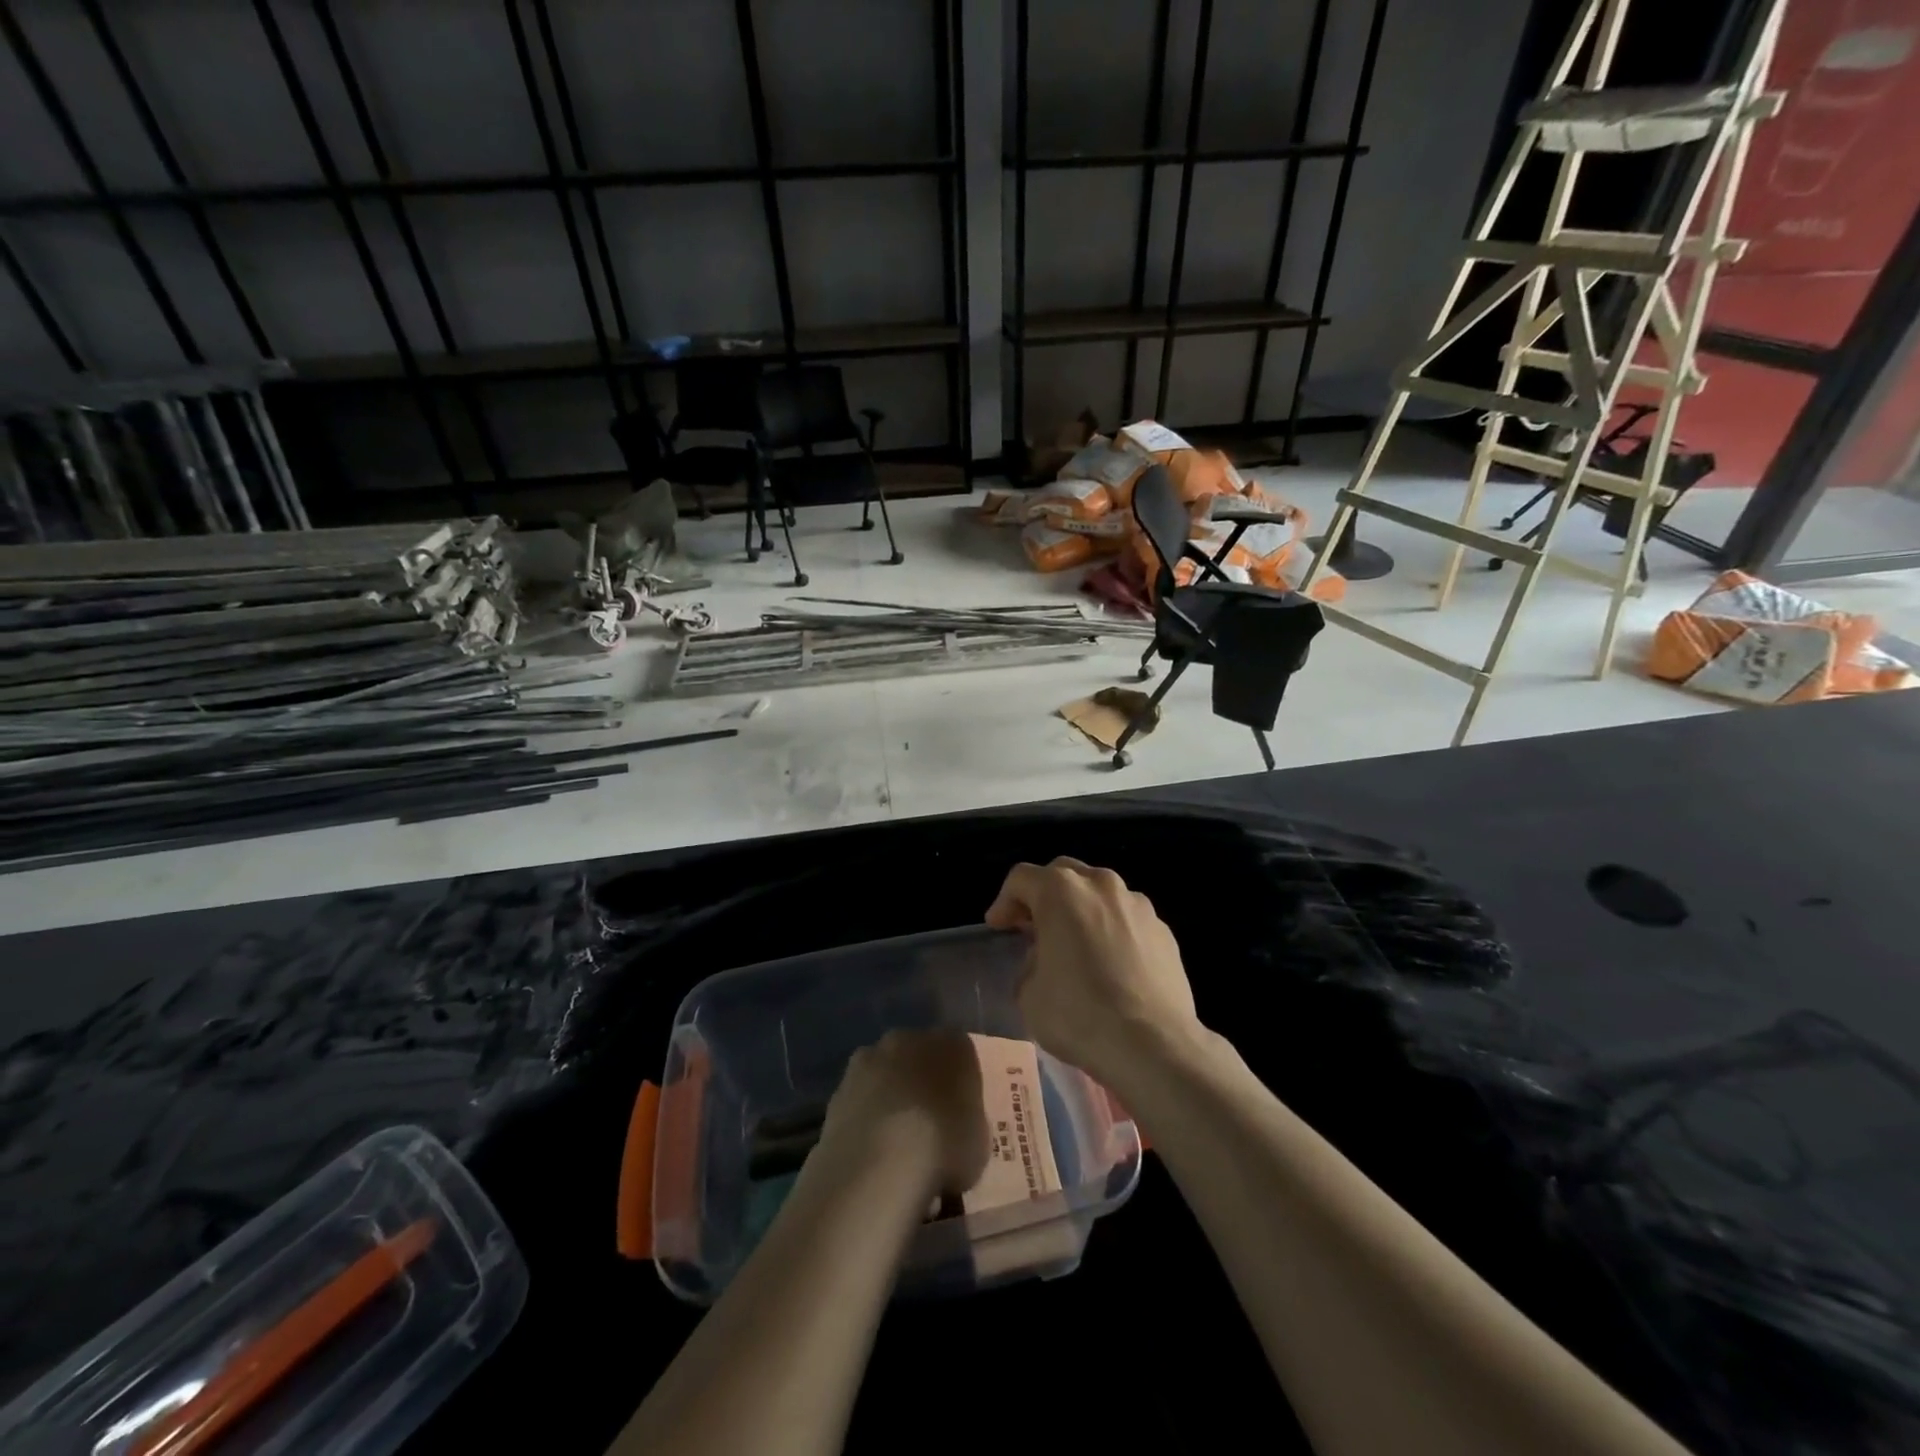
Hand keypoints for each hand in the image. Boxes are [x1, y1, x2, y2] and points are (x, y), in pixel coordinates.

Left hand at [817, 1029, 990, 1201]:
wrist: (879, 1164)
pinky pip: (860, 1099)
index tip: (960, 1112)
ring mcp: (868, 1059)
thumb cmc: (945, 1147)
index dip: (960, 1082)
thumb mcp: (979, 1142)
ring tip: (895, 1142)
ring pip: (885, 1073)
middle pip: (918, 1055)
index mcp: (952, 1044)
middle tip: (928, 1122)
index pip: (960, 1052)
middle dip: (920, 1081)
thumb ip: (967, 1122)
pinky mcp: (838, 1087)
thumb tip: (956, 1127)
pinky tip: (870, 1151)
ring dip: (888, 1095)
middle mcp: (909, 1038)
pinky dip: (864, 1117)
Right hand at [985, 858, 1203, 1096]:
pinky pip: (1127, 919)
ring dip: (1081, 910)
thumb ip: (1030, 963)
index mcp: (1061, 891)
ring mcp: (1137, 905)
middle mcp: (1101, 885)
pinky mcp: (1164, 930)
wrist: (1154, 1045)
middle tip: (1033, 927)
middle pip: (1063, 874)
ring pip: (1100, 893)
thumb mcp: (1029, 994)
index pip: (1021, 878)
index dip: (1004, 901)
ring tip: (1075, 944)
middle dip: (1044, 896)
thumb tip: (1045, 960)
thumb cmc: (1080, 1014)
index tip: (998, 927)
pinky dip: (1112, 930)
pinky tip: (1111, 964)